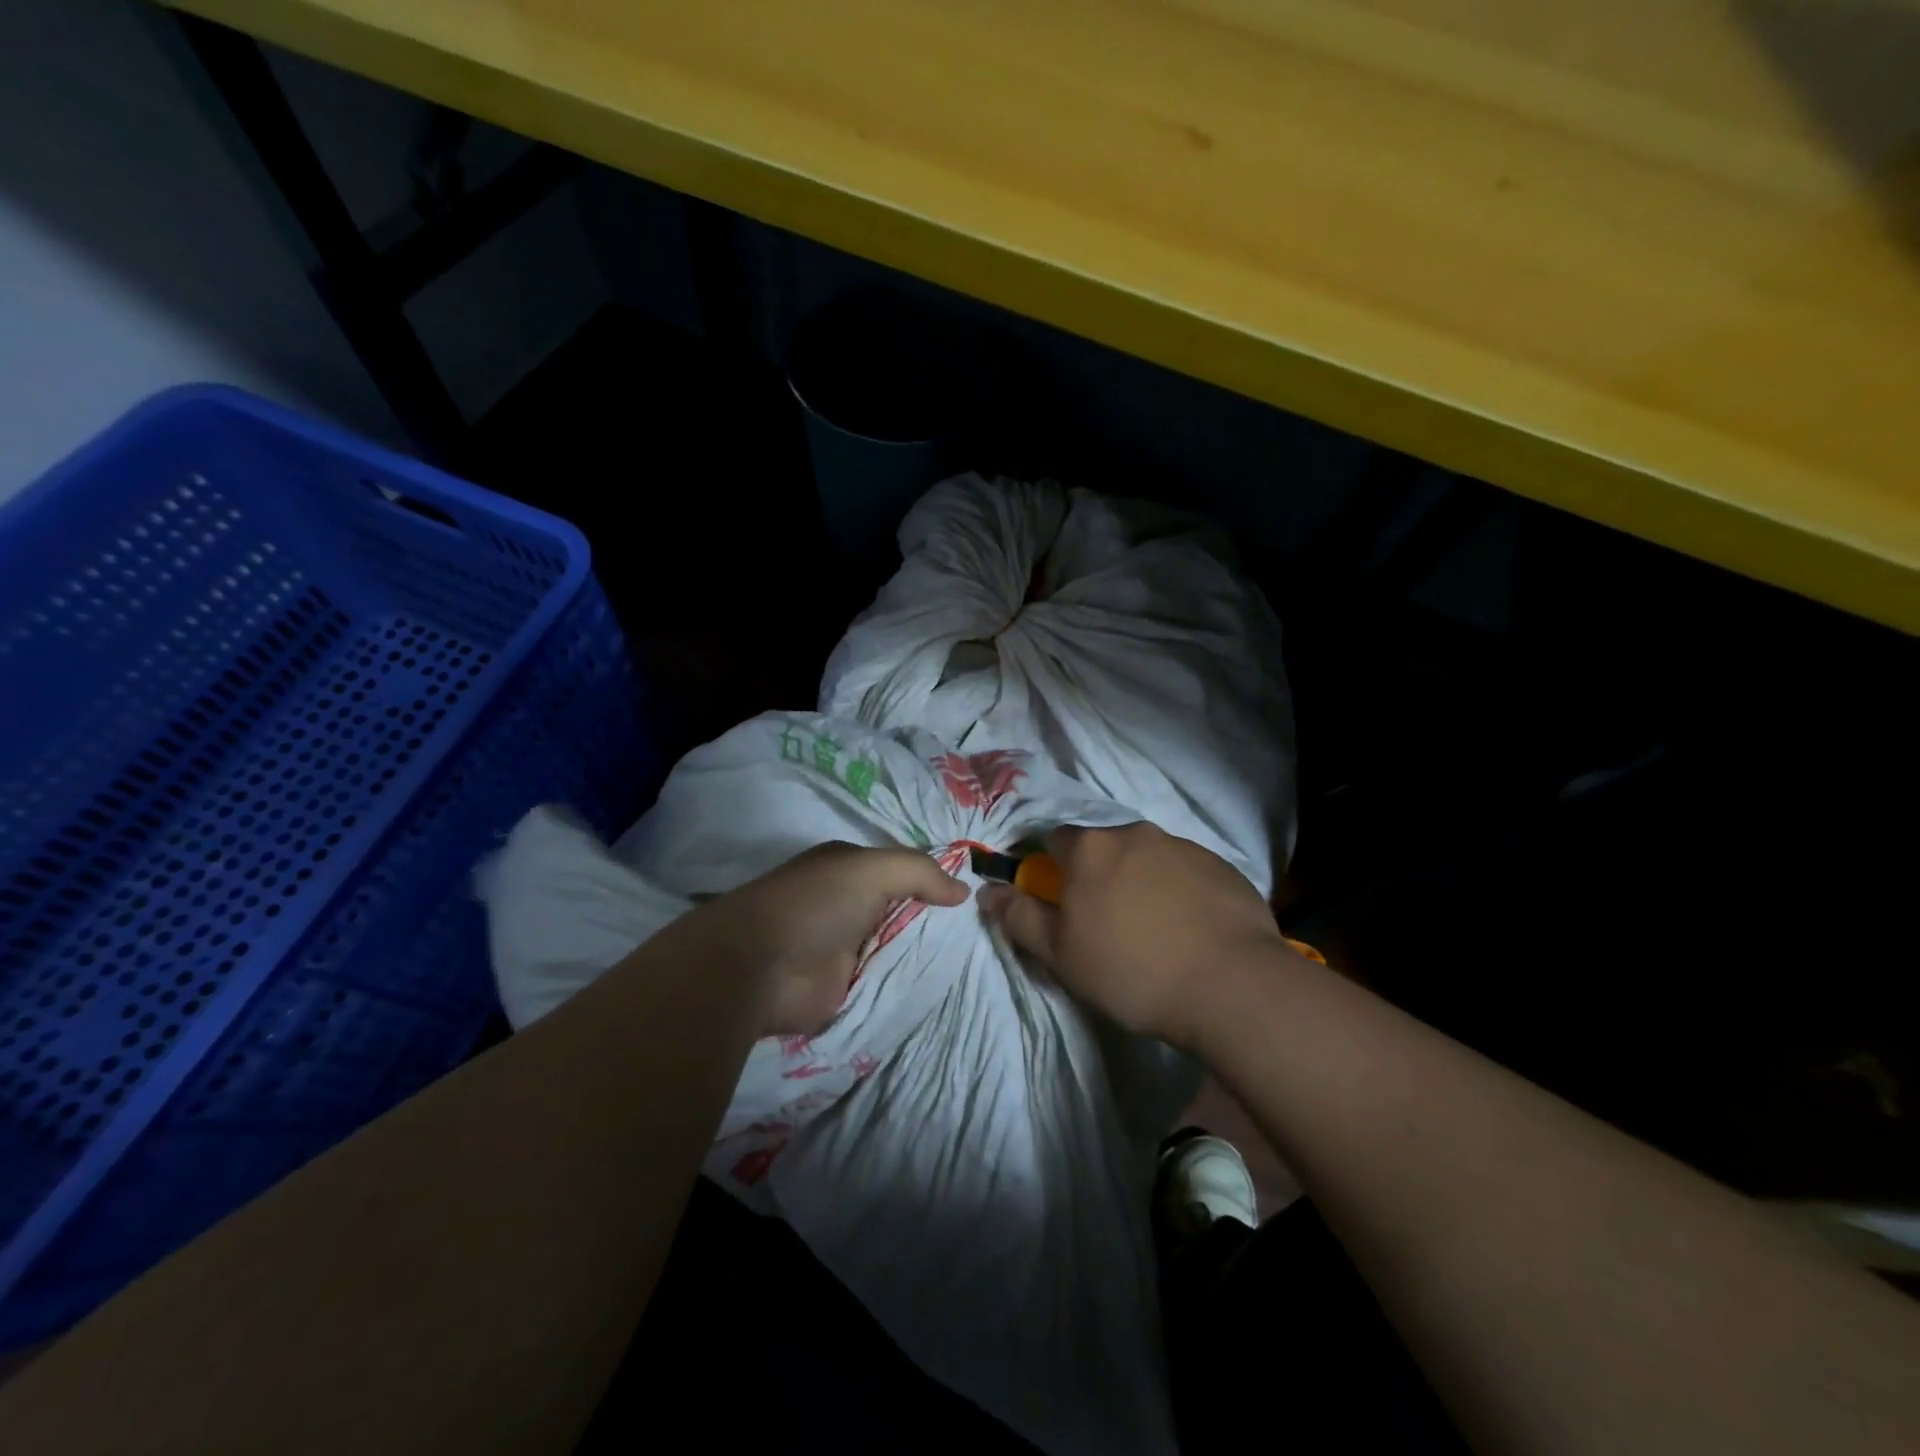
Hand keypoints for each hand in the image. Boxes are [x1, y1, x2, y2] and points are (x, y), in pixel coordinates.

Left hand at [718, 841, 968, 1037]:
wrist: (758, 968)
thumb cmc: (815, 904)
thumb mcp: (871, 870)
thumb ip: (919, 872)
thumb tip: (963, 890)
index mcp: (849, 868)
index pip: (902, 869)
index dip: (934, 879)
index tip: (974, 895)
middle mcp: (849, 904)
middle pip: (904, 909)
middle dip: (935, 920)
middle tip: (983, 932)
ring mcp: (847, 947)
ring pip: (899, 946)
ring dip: (926, 954)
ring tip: (975, 961)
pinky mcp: (845, 988)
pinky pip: (888, 983)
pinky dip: (910, 985)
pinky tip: (947, 988)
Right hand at [980, 823, 1291, 1049]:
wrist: (1230, 985)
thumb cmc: (1131, 970)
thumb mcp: (1060, 954)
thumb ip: (1019, 917)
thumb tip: (988, 892)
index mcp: (1091, 848)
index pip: (1056, 840)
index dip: (1054, 869)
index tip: (1063, 902)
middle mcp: (1136, 833)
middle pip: (1104, 846)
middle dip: (1100, 874)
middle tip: (1108, 922)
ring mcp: (1183, 846)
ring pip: (1146, 857)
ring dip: (1141, 881)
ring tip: (1154, 930)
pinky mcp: (1221, 866)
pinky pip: (1186, 871)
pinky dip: (1179, 891)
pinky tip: (1189, 930)